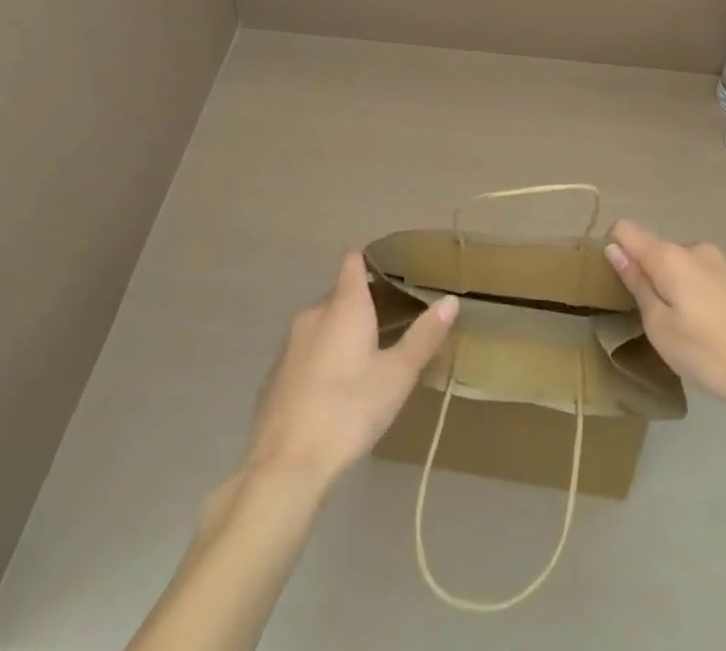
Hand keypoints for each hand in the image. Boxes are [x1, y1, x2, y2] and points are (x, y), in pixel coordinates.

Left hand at [245, 252, 457, 487]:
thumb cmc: (349, 409)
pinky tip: (336, 390)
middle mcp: (313, 314)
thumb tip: (450, 300)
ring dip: (342, 332)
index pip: (353, 261)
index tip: (391, 268)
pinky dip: (322, 358)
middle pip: (339, 294)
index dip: (370, 259)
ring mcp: (290, 345)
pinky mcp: (275, 377)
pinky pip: (306, 353)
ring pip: (321, 324)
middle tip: (392, 321)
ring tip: (368, 356)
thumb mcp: (397, 375)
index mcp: (344, 305)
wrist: (285, 466)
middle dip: (362, 302)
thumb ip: (424, 336)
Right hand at [604, 220, 725, 419]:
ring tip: (681, 329)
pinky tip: (706, 329)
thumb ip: (636, 283)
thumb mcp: (659, 326)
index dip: (614, 248)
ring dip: (671, 287)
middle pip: (654, 249)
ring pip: (678, 265)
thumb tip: (614, 249)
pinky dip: (692, 294)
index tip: (616, 281)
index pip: (625, 229)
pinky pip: (700, 277)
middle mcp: (693, 248)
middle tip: (650, 319)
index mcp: (669, 256)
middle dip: (645, 274)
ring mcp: (719, 262)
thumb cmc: (708, 352)